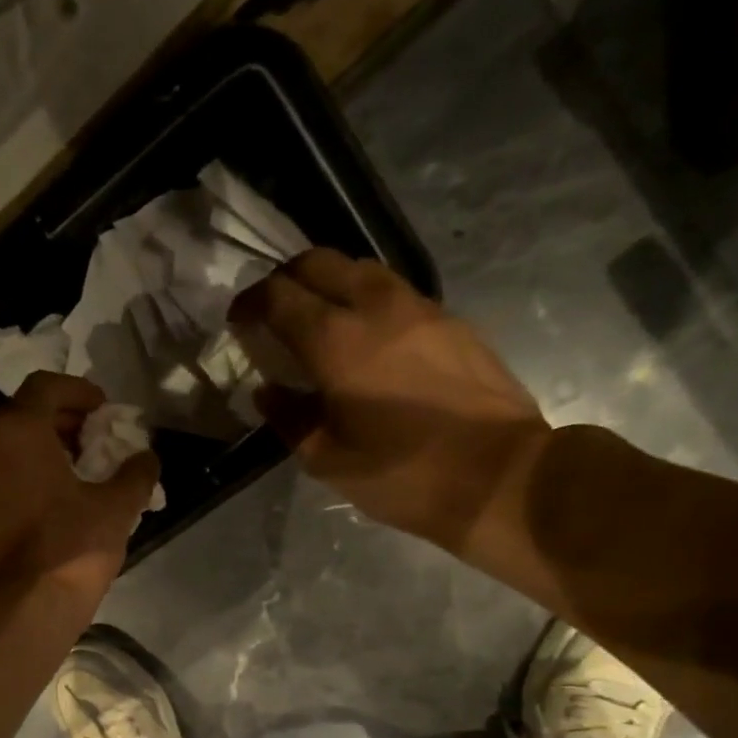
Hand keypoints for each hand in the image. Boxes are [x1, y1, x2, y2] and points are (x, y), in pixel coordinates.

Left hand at [0, 373, 159, 604]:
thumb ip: (136, 473)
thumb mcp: (117, 506)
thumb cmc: (71, 546)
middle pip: (25, 412)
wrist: (23, 606)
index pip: (46, 386)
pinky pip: (4, 471)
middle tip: (96, 436)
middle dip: (63, 418)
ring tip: (82, 467)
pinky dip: (30, 469)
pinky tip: (60, 495)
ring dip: (46, 445)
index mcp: (18, 430)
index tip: (104, 409)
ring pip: (11, 443)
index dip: (80, 390)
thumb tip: (146, 458)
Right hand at [231, 250, 550, 559]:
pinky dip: (364, 299)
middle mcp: (376, 306)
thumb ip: (289, 417)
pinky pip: (393, 291)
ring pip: (360, 269)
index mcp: (336, 341)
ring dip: (327, 283)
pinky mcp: (450, 320)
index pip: (279, 296)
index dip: (250, 303)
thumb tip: (268, 390)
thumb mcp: (327, 459)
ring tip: (316, 319)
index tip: (238, 321)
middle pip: (319, 262)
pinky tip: (363, 336)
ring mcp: (419, 307)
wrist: (499, 475)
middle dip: (285, 279)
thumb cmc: (402, 475)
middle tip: (272, 311)